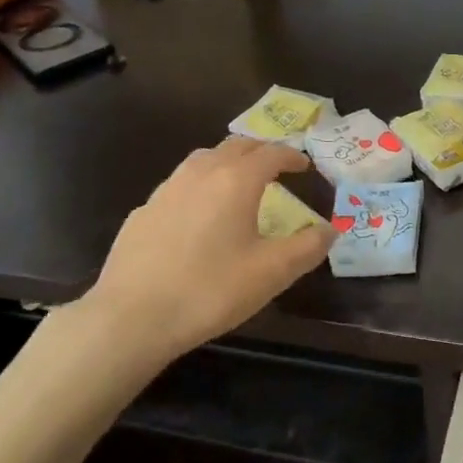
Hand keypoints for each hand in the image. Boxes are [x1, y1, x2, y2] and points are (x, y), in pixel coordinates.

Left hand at [87, 138, 334, 363]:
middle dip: (260, 151)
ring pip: (203, 159)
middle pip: (235, 146)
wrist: (132, 316)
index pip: (271, 153)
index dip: (292, 155)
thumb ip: (308, 247)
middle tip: (276, 166)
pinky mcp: (143, 212)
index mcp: (236, 181)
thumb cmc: (211, 290)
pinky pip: (179, 185)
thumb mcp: (272, 273)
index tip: (304, 165)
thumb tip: (330, 230)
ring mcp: (166, 190)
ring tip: (238, 181)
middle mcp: (200, 173)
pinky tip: (198, 214)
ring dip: (227, 162)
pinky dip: (199, 186)